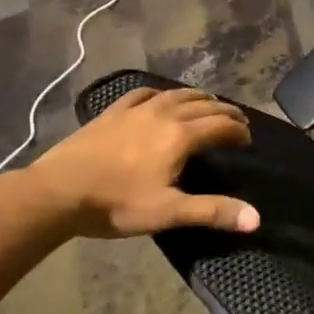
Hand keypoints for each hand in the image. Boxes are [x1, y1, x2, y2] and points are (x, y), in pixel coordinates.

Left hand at [24, 87, 260, 238]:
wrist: (57, 191)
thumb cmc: (115, 204)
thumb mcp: (168, 212)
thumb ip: (212, 211)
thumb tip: (256, 219)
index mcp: (180, 136)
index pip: (221, 126)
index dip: (238, 130)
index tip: (248, 139)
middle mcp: (164, 114)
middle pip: (203, 106)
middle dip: (224, 111)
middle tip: (237, 120)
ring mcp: (135, 110)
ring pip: (176, 95)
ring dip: (198, 97)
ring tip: (208, 103)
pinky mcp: (112, 112)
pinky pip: (143, 94)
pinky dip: (161, 94)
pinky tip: (160, 98)